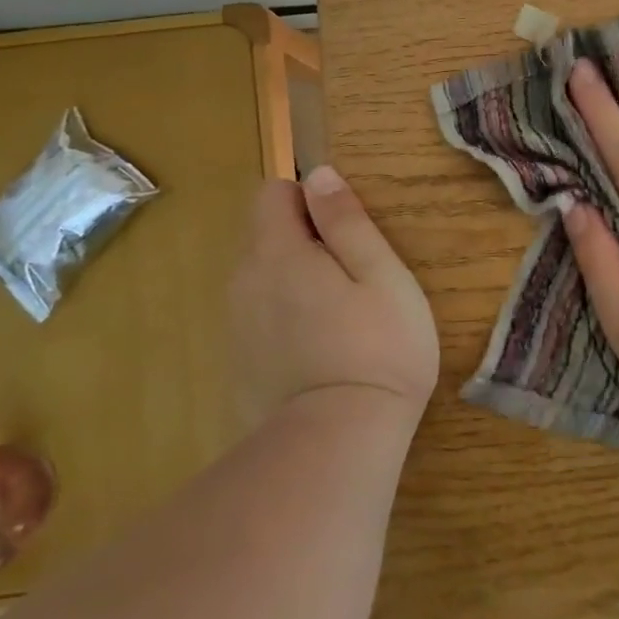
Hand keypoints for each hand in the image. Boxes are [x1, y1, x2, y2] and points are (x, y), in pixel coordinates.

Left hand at [229, 166, 439, 429]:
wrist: (338, 444)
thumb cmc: (377, 348)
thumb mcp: (380, 273)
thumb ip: (347, 220)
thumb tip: (319, 174)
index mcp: (277, 252)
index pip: (273, 194)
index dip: (310, 200)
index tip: (346, 233)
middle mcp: (244, 282)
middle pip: (267, 236)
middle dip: (305, 242)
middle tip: (355, 281)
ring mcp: (237, 327)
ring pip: (264, 278)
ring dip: (296, 281)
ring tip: (342, 319)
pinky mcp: (239, 364)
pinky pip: (261, 317)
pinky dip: (286, 319)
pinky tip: (320, 352)